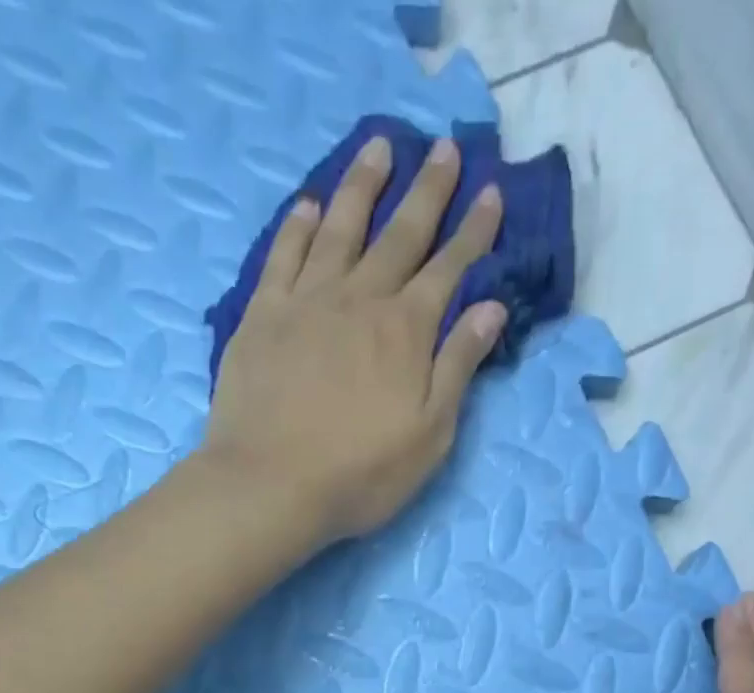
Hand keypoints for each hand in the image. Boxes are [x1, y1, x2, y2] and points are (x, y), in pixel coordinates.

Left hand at [203, 134, 508, 545]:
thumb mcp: (429, 435)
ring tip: (378, 146)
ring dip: (363, 186)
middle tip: (445, 148)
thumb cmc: (360, 474)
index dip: (474, 231)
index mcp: (406, 331)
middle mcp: (360, 300)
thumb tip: (489, 309)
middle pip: (400, 234)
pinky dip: (299, 226)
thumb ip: (458, 368)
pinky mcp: (262, 316)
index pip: (449, 269)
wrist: (271, 485)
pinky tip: (309, 205)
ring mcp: (306, 302)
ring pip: (341, 228)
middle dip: (428, 191)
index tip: (491, 192)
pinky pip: (283, 255)